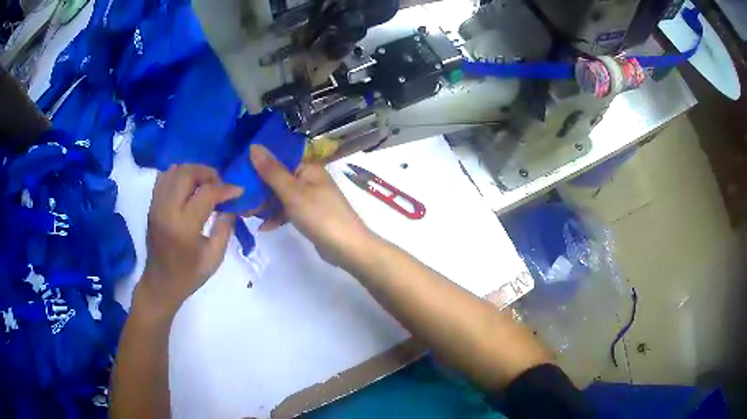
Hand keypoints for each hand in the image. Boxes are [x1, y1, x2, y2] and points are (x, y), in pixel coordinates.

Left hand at [138, 164, 243, 315]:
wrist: (160, 284)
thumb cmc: (189, 275)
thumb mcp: (214, 257)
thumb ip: (224, 228)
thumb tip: (232, 205)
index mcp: (184, 227)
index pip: (206, 194)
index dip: (225, 188)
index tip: (238, 190)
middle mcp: (167, 211)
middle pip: (186, 174)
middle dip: (207, 173)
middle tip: (219, 183)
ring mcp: (156, 206)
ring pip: (173, 172)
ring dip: (192, 171)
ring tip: (205, 182)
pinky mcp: (152, 206)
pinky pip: (164, 178)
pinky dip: (178, 175)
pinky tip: (189, 186)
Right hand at [249, 145, 373, 266]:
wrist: (347, 248)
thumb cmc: (319, 215)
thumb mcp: (292, 192)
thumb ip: (271, 171)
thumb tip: (253, 146)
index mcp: (308, 168)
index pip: (279, 159)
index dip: (258, 164)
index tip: (237, 171)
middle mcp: (309, 179)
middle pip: (278, 178)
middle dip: (258, 189)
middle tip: (238, 198)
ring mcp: (310, 198)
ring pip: (281, 196)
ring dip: (265, 205)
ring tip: (246, 214)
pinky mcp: (309, 215)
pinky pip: (288, 211)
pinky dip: (277, 217)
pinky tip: (264, 227)